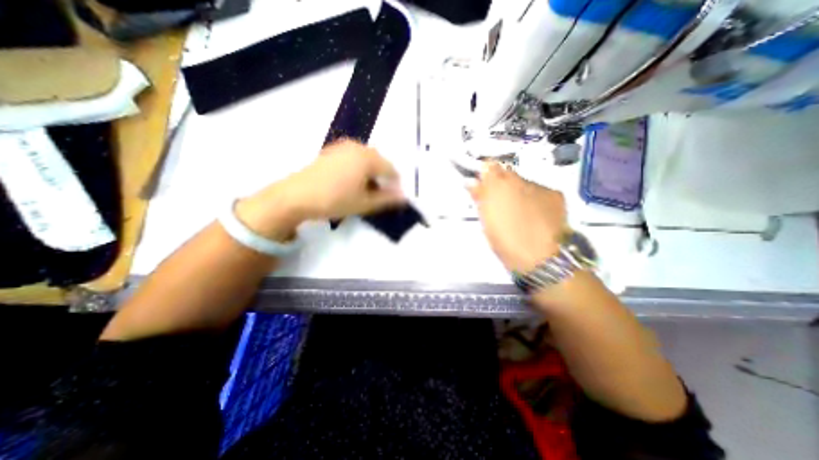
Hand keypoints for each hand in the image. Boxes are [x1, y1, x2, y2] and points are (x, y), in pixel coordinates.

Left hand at [236, 138, 404, 241]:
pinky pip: (353, 157)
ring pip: (366, 159)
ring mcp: (343, 147)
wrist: (296, 196)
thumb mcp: (365, 203)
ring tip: (364, 190)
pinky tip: (350, 182)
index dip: (395, 185)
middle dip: (382, 178)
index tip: (393, 198)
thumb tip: (404, 197)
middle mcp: (358, 147)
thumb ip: (387, 199)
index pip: (391, 170)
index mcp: (368, 158)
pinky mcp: (331, 150)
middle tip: (378, 195)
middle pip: (379, 162)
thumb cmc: (335, 200)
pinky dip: (358, 169)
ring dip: (370, 173)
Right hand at [471, 162, 566, 272]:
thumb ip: (479, 198)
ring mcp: (539, 186)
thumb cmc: (506, 241)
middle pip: (507, 173)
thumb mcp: (486, 222)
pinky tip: (536, 214)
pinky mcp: (556, 195)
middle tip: (499, 202)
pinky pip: (539, 190)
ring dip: (517, 191)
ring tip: (519, 212)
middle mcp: (519, 180)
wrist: (541, 258)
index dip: (485, 174)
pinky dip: (534, 198)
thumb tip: (472, 182)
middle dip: (501, 183)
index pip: (489, 166)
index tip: (482, 185)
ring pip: (523, 183)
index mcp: (498, 187)